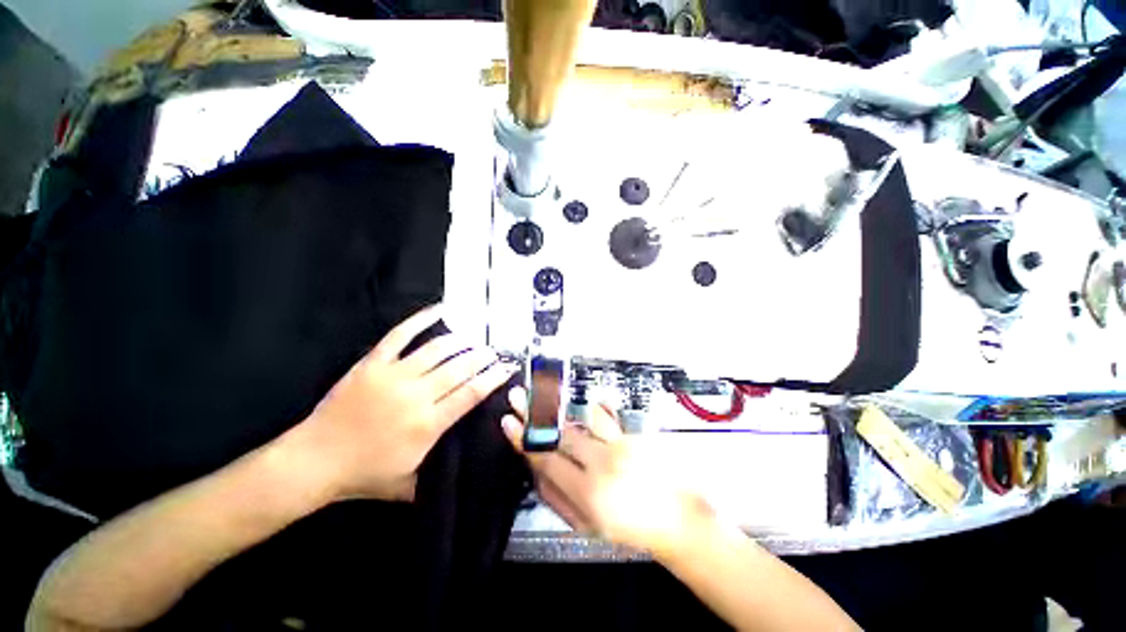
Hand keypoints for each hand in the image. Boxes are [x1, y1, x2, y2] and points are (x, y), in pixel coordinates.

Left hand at [289, 305, 516, 501]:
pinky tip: (439, 310)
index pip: (471, 393)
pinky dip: (420, 320)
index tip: (507, 367)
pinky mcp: (372, 364)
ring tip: (473, 340)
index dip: (493, 377)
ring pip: (436, 350)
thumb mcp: (409, 485)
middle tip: (493, 352)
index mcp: (427, 424)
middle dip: (482, 357)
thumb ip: (438, 474)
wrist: (313, 462)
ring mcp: (393, 376)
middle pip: (459, 367)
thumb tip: (464, 462)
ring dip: (461, 342)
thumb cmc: (364, 476)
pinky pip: (400, 335)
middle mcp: (415, 396)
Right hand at [502, 388, 713, 557]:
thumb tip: (536, 471)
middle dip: (536, 413)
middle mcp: (602, 463)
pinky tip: (588, 404)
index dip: (524, 439)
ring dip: (562, 407)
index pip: (546, 459)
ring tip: (545, 395)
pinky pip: (607, 417)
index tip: (510, 423)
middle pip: (561, 433)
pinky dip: (593, 409)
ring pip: (582, 418)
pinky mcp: (633, 435)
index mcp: (588, 492)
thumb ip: (557, 498)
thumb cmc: (631, 528)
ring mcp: (620, 445)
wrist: (677, 518)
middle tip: (520, 396)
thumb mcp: (587, 526)